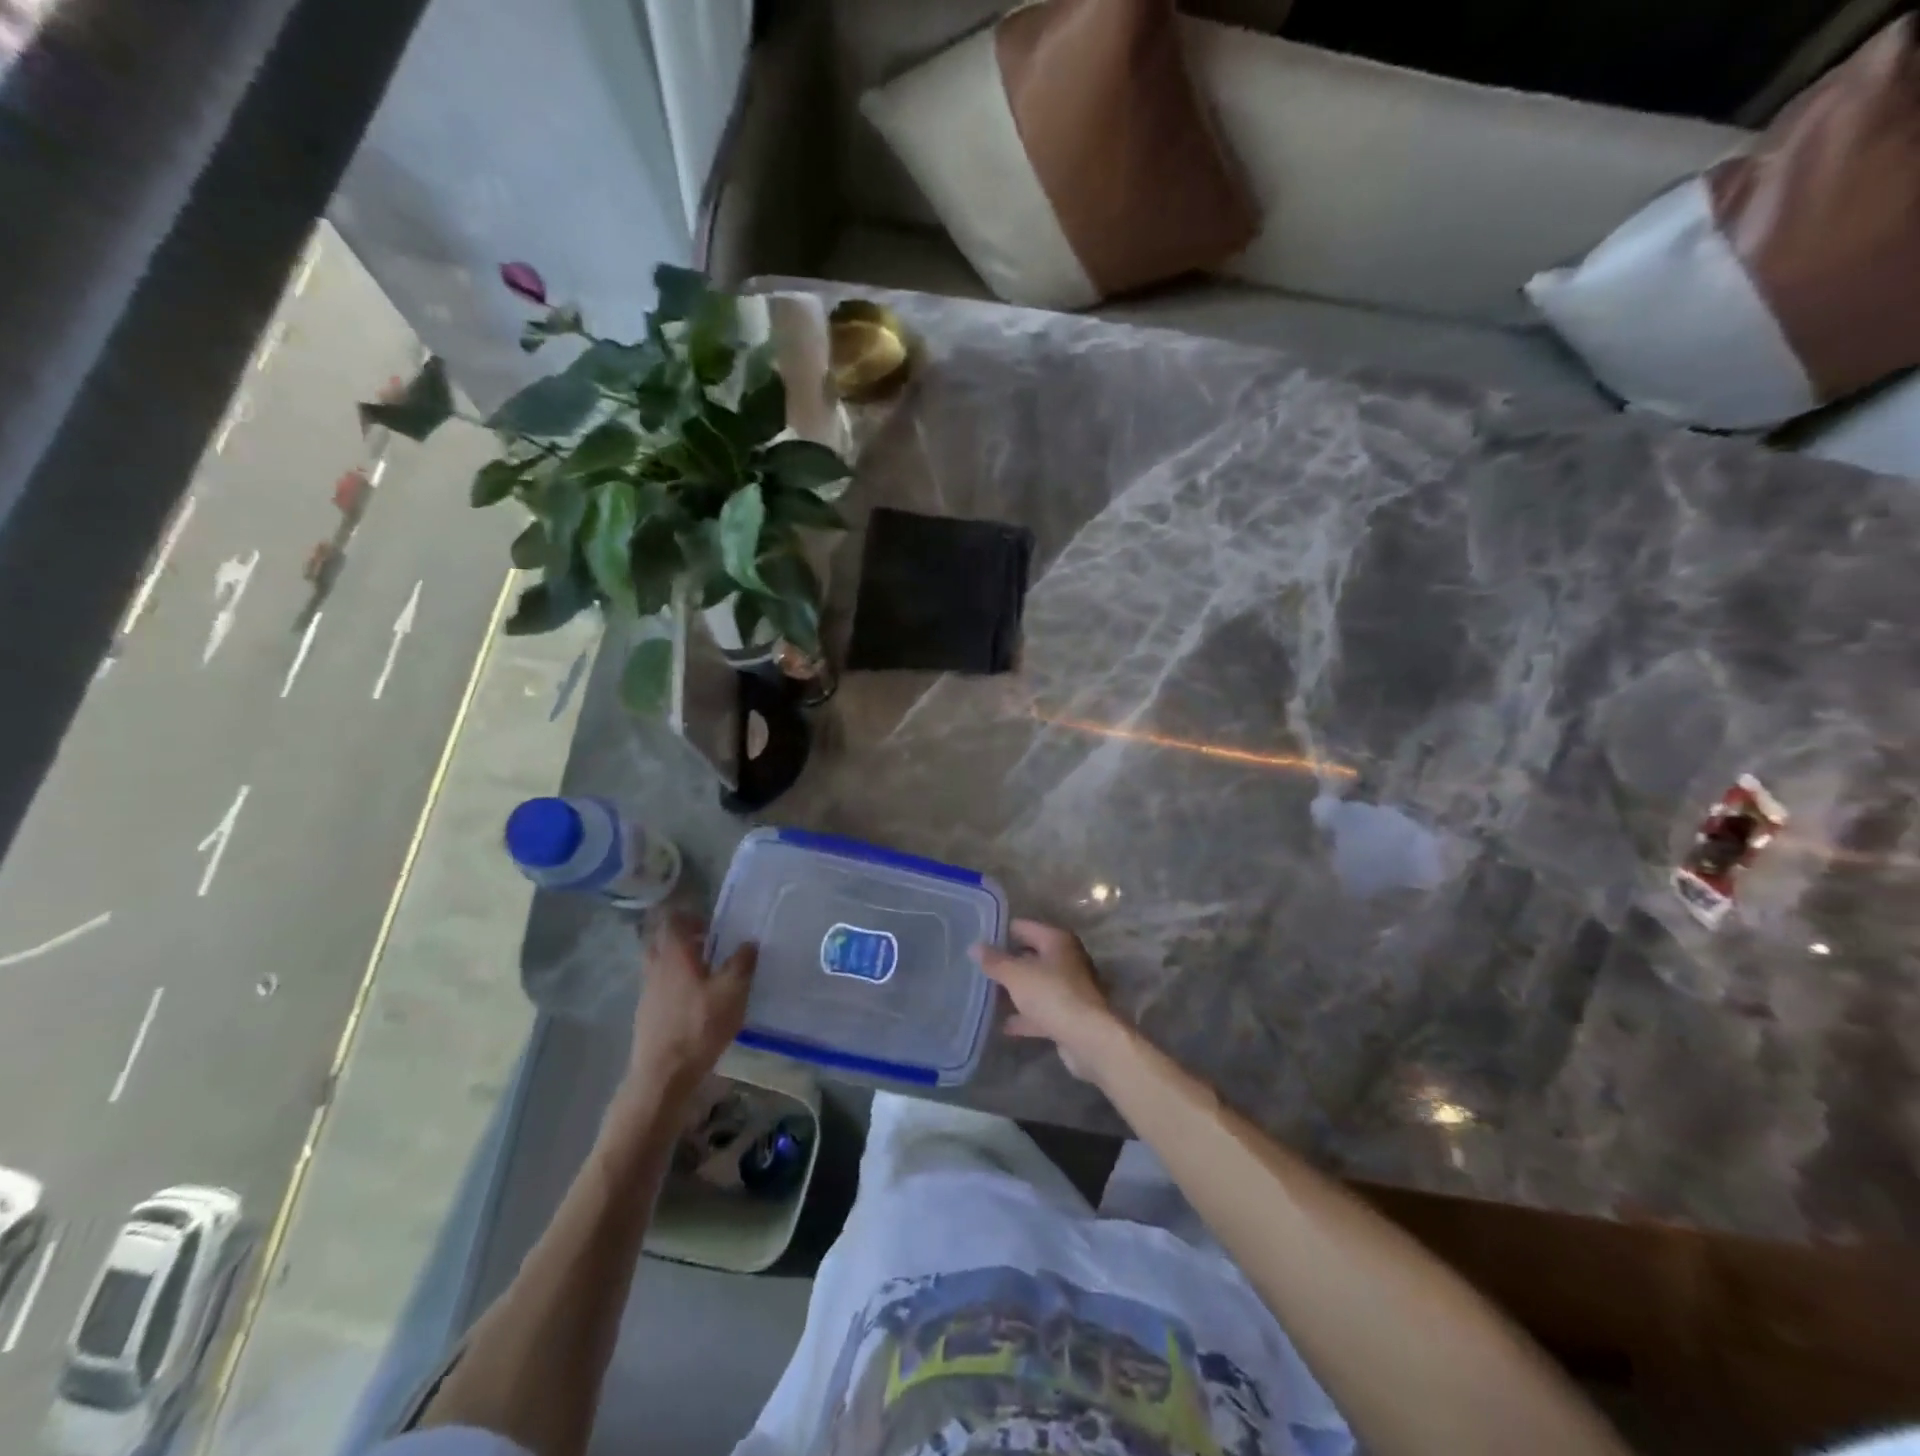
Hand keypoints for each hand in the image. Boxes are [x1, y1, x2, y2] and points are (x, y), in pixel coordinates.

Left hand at [625, 913, 755, 1105]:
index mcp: (675, 954)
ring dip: (679, 962)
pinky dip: (674, 984)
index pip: (673, 920)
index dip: (691, 916)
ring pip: (659, 964)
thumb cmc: (699, 1025)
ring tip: (706, 974)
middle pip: (662, 940)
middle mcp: (655, 967)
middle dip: (682, 938)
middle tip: (708, 946)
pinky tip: (695, 1001)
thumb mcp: (732, 991)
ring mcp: (647, 991)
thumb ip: (742, 963)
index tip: (712, 925)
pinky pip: (659, 986)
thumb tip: (749, 942)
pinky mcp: (646, 1013)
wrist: (663, 1075)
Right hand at [973, 920, 1128, 1081]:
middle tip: (977, 969)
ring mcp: (1069, 989)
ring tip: (985, 996)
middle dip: (1006, 964)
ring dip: (1014, 991)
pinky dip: (1024, 1017)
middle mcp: (1066, 960)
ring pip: (1035, 985)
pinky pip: (1040, 1011)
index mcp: (1056, 940)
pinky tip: (1003, 1025)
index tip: (976, 940)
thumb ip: (994, 961)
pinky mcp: (1069, 1015)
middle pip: (1030, 956)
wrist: (1089, 1037)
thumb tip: (975, 947)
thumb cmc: (1052, 994)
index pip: (1023, 927)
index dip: (1000, 932)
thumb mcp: (1016, 974)